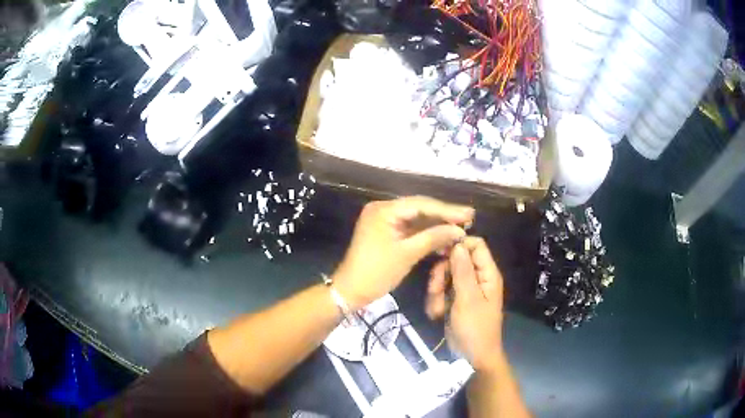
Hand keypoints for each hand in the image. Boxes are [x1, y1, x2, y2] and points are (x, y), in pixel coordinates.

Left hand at [332, 196, 472, 309]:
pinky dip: (426, 234)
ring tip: (461, 229)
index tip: (470, 214)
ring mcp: (384, 220)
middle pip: (420, 209)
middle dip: (444, 216)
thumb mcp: (407, 254)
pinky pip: (410, 229)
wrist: (350, 290)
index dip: (447, 210)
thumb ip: (433, 238)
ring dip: (437, 225)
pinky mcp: (386, 232)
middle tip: (469, 219)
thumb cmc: (377, 272)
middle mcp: (384, 209)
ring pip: (417, 219)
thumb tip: (459, 230)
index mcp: (384, 210)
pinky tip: (444, 238)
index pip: (422, 204)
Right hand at [426, 237, 503, 370]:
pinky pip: (441, 291)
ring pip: (445, 276)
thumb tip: (458, 243)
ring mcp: (465, 290)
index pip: (476, 245)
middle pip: (456, 260)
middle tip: (435, 289)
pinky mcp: (454, 300)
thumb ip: (463, 271)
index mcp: (487, 274)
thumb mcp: (468, 299)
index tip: (440, 253)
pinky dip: (435, 300)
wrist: (471, 357)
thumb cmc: (474, 328)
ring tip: (436, 308)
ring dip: (436, 290)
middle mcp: (477, 278)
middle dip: (442, 273)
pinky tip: (436, 313)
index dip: (459, 245)